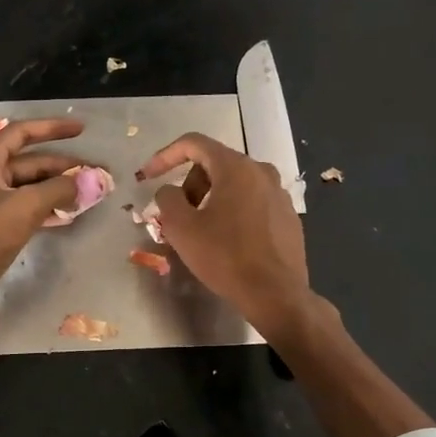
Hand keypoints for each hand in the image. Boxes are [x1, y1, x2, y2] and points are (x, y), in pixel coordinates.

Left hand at [0, 117, 95, 320]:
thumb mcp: (24, 207)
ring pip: (30, 187)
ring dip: (58, 189)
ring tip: (88, 194)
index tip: (81, 130)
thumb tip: (89, 180)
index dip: (52, 128)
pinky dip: (47, 208)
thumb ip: (59, 189)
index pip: (22, 132)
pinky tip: (68, 215)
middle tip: (96, 174)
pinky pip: (26, 208)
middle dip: (63, 166)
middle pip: (30, 162)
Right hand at [137, 132, 310, 336]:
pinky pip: (252, 203)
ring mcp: (279, 194)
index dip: (165, 156)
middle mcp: (262, 171)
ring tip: (199, 230)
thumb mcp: (181, 228)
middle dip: (190, 184)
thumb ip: (167, 199)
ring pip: (235, 184)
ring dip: (210, 199)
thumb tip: (169, 191)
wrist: (275, 293)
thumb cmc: (224, 257)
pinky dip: (233, 212)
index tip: (147, 176)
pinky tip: (226, 241)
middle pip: (215, 164)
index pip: (194, 143)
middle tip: (177, 215)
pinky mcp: (288, 216)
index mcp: (236, 167)